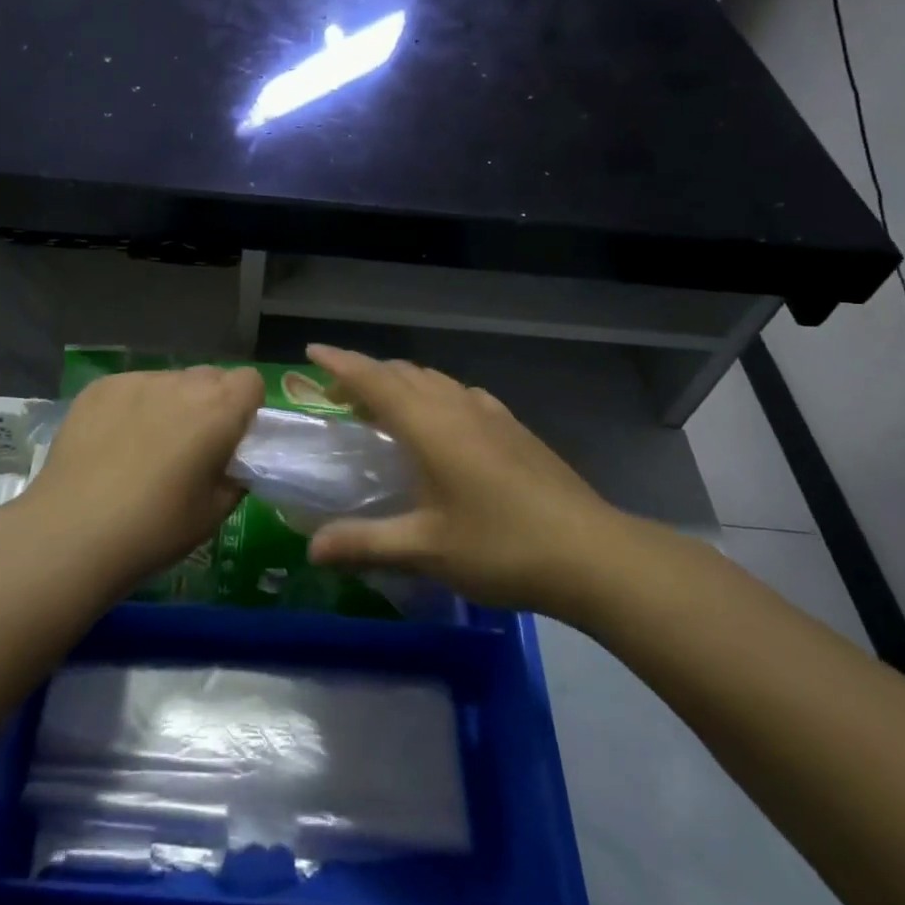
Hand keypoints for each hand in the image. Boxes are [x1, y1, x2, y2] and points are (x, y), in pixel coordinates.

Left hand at [19, 367, 261, 590]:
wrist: (72, 533)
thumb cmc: (155, 528)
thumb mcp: (214, 513)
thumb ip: (235, 476)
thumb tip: (233, 461)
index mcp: (218, 410)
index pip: (251, 381)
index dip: (246, 407)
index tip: (232, 438)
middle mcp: (181, 383)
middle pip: (210, 376)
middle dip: (210, 403)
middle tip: (192, 446)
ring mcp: (136, 380)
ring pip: (169, 381)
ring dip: (170, 404)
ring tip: (145, 447)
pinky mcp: (99, 387)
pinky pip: (131, 388)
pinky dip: (132, 408)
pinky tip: (112, 445)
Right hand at [303, 346, 627, 611]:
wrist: (592, 554)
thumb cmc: (501, 546)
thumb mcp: (426, 549)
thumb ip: (365, 543)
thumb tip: (312, 549)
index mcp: (429, 425)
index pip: (374, 379)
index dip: (340, 362)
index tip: (312, 350)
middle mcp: (456, 406)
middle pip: (402, 373)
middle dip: (365, 374)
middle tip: (338, 394)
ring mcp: (491, 414)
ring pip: (434, 380)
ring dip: (401, 383)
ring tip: (384, 407)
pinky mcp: (514, 428)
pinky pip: (461, 394)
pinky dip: (436, 395)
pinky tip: (443, 422)